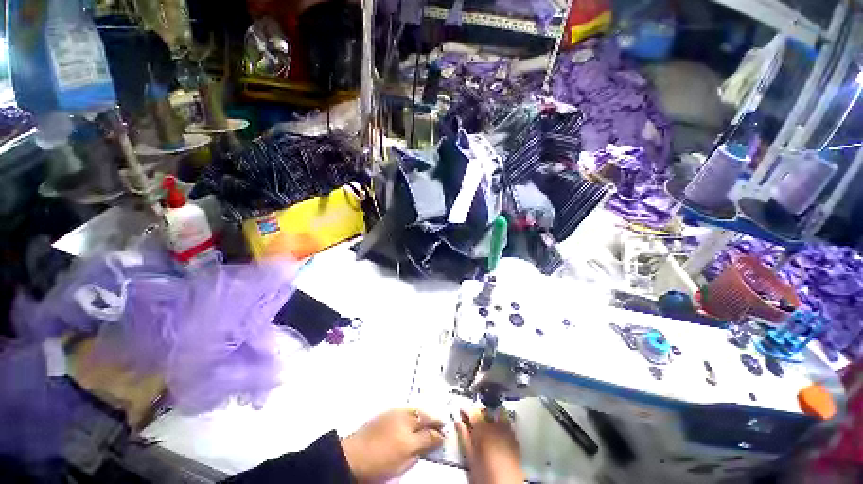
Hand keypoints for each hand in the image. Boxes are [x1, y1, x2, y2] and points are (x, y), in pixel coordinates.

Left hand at [341, 409, 444, 482]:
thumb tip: (428, 444)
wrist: (352, 455)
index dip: (438, 435)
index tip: (445, 436)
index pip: (429, 434)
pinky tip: (414, 416)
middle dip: (434, 420)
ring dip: (424, 414)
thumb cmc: (378, 463)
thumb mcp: (401, 464)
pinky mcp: (387, 412)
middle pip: (424, 417)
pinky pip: (406, 409)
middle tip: (441, 423)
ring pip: (416, 410)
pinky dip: (413, 411)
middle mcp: (404, 421)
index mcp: (409, 437)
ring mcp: (395, 414)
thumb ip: (417, 452)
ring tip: (429, 419)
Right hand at [456, 409, 523, 483]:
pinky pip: (505, 424)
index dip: (466, 411)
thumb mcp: (471, 457)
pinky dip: (499, 425)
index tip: (461, 411)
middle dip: (477, 413)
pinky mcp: (515, 439)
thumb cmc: (485, 475)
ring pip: (496, 416)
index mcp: (483, 430)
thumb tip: (458, 423)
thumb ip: (464, 437)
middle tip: (470, 419)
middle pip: (485, 412)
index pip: (473, 413)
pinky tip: (494, 433)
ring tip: (482, 426)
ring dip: (488, 418)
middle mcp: (497, 427)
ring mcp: (508, 432)